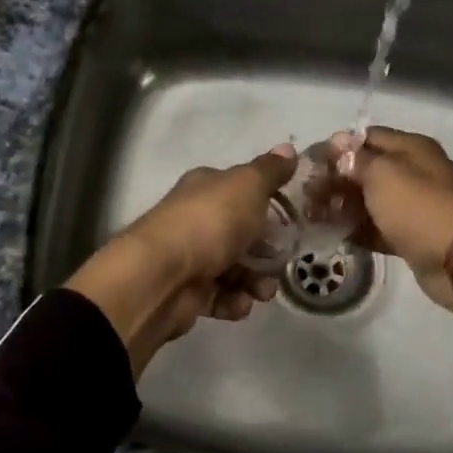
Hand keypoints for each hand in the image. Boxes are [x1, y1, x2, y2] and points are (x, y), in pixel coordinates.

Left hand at [65, 144, 297, 375]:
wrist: (162, 277)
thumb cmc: (209, 223)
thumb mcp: (248, 187)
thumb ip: (270, 171)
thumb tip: (288, 148)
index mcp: (205, 188)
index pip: (240, 191)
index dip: (266, 204)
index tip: (290, 221)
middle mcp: (195, 220)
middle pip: (240, 234)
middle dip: (266, 252)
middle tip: (281, 263)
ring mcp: (189, 258)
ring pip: (233, 269)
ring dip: (255, 282)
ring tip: (262, 292)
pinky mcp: (186, 293)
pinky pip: (219, 297)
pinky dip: (233, 302)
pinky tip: (239, 303)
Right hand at [328, 127, 452, 336]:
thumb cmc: (419, 207)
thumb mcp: (383, 174)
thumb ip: (357, 160)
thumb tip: (340, 145)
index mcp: (410, 149)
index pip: (366, 137)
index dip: (338, 147)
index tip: (310, 163)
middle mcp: (412, 173)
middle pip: (366, 170)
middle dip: (336, 180)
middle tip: (306, 194)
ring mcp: (411, 206)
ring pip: (369, 201)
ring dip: (342, 207)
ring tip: (312, 216)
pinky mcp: (409, 236)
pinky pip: (376, 228)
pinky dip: (356, 230)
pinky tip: (332, 234)